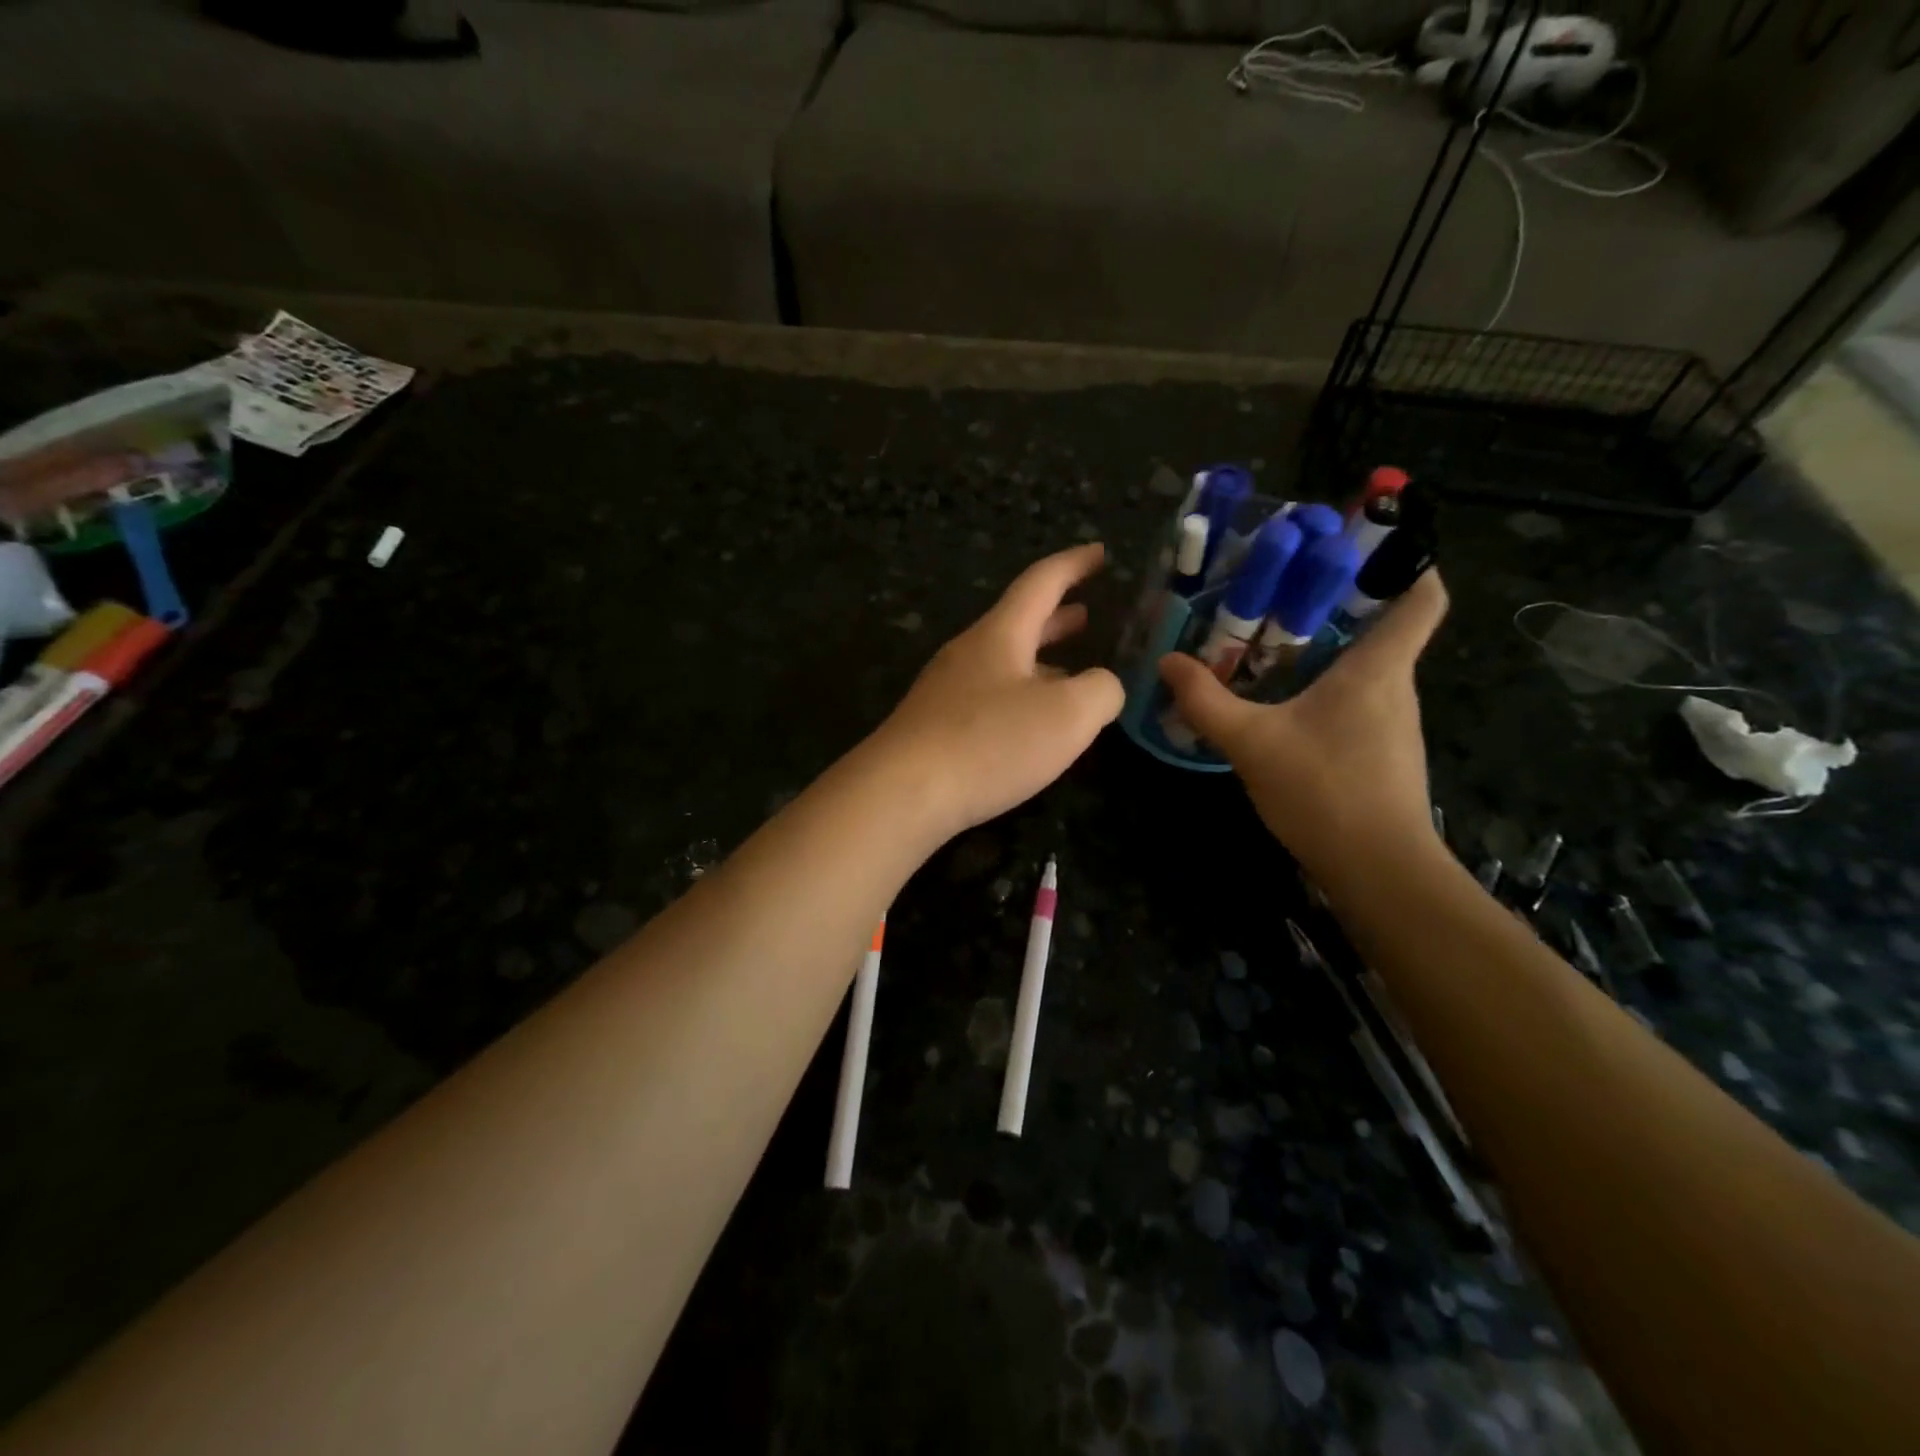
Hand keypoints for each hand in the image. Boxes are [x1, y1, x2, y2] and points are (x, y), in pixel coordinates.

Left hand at [873, 543, 1123, 838]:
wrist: (902, 793)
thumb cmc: (990, 743)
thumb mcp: (1068, 716)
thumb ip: (1101, 691)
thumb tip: (1103, 686)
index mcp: (1000, 635)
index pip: (1041, 583)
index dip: (1075, 565)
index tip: (1100, 553)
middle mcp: (969, 653)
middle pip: (1018, 622)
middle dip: (1057, 617)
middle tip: (1088, 613)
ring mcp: (946, 691)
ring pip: (1003, 663)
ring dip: (1040, 660)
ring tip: (1071, 670)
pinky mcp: (935, 727)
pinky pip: (988, 697)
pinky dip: (1020, 696)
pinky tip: (1031, 724)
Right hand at [1157, 570, 1449, 887]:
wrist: (1378, 869)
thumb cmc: (1324, 790)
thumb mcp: (1251, 742)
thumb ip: (1206, 700)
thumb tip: (1167, 662)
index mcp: (1378, 667)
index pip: (1423, 596)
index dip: (1408, 562)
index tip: (1366, 546)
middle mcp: (1396, 687)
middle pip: (1385, 628)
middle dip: (1340, 605)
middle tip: (1283, 593)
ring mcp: (1394, 723)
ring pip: (1368, 668)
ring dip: (1329, 650)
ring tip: (1273, 642)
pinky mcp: (1383, 753)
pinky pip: (1359, 701)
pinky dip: (1327, 689)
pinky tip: (1286, 702)